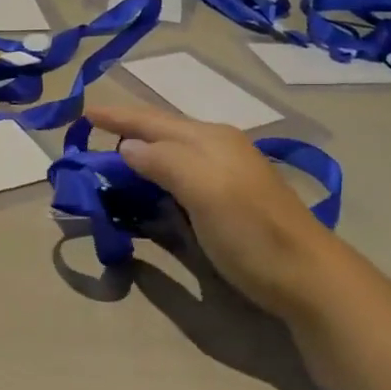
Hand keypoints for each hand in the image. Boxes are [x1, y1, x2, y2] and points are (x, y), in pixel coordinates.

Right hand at [82, 101, 328, 315]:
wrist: (308, 277)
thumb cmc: (252, 233)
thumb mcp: (205, 192)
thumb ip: (165, 162)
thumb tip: (127, 147)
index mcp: (209, 139)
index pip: (152, 120)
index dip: (117, 116)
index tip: (82, 112)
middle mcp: (217, 147)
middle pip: (162, 130)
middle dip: (127, 129)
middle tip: (92, 131)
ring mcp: (226, 172)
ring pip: (172, 150)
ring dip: (141, 149)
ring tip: (112, 153)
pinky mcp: (229, 198)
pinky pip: (181, 173)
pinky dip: (156, 172)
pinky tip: (149, 183)